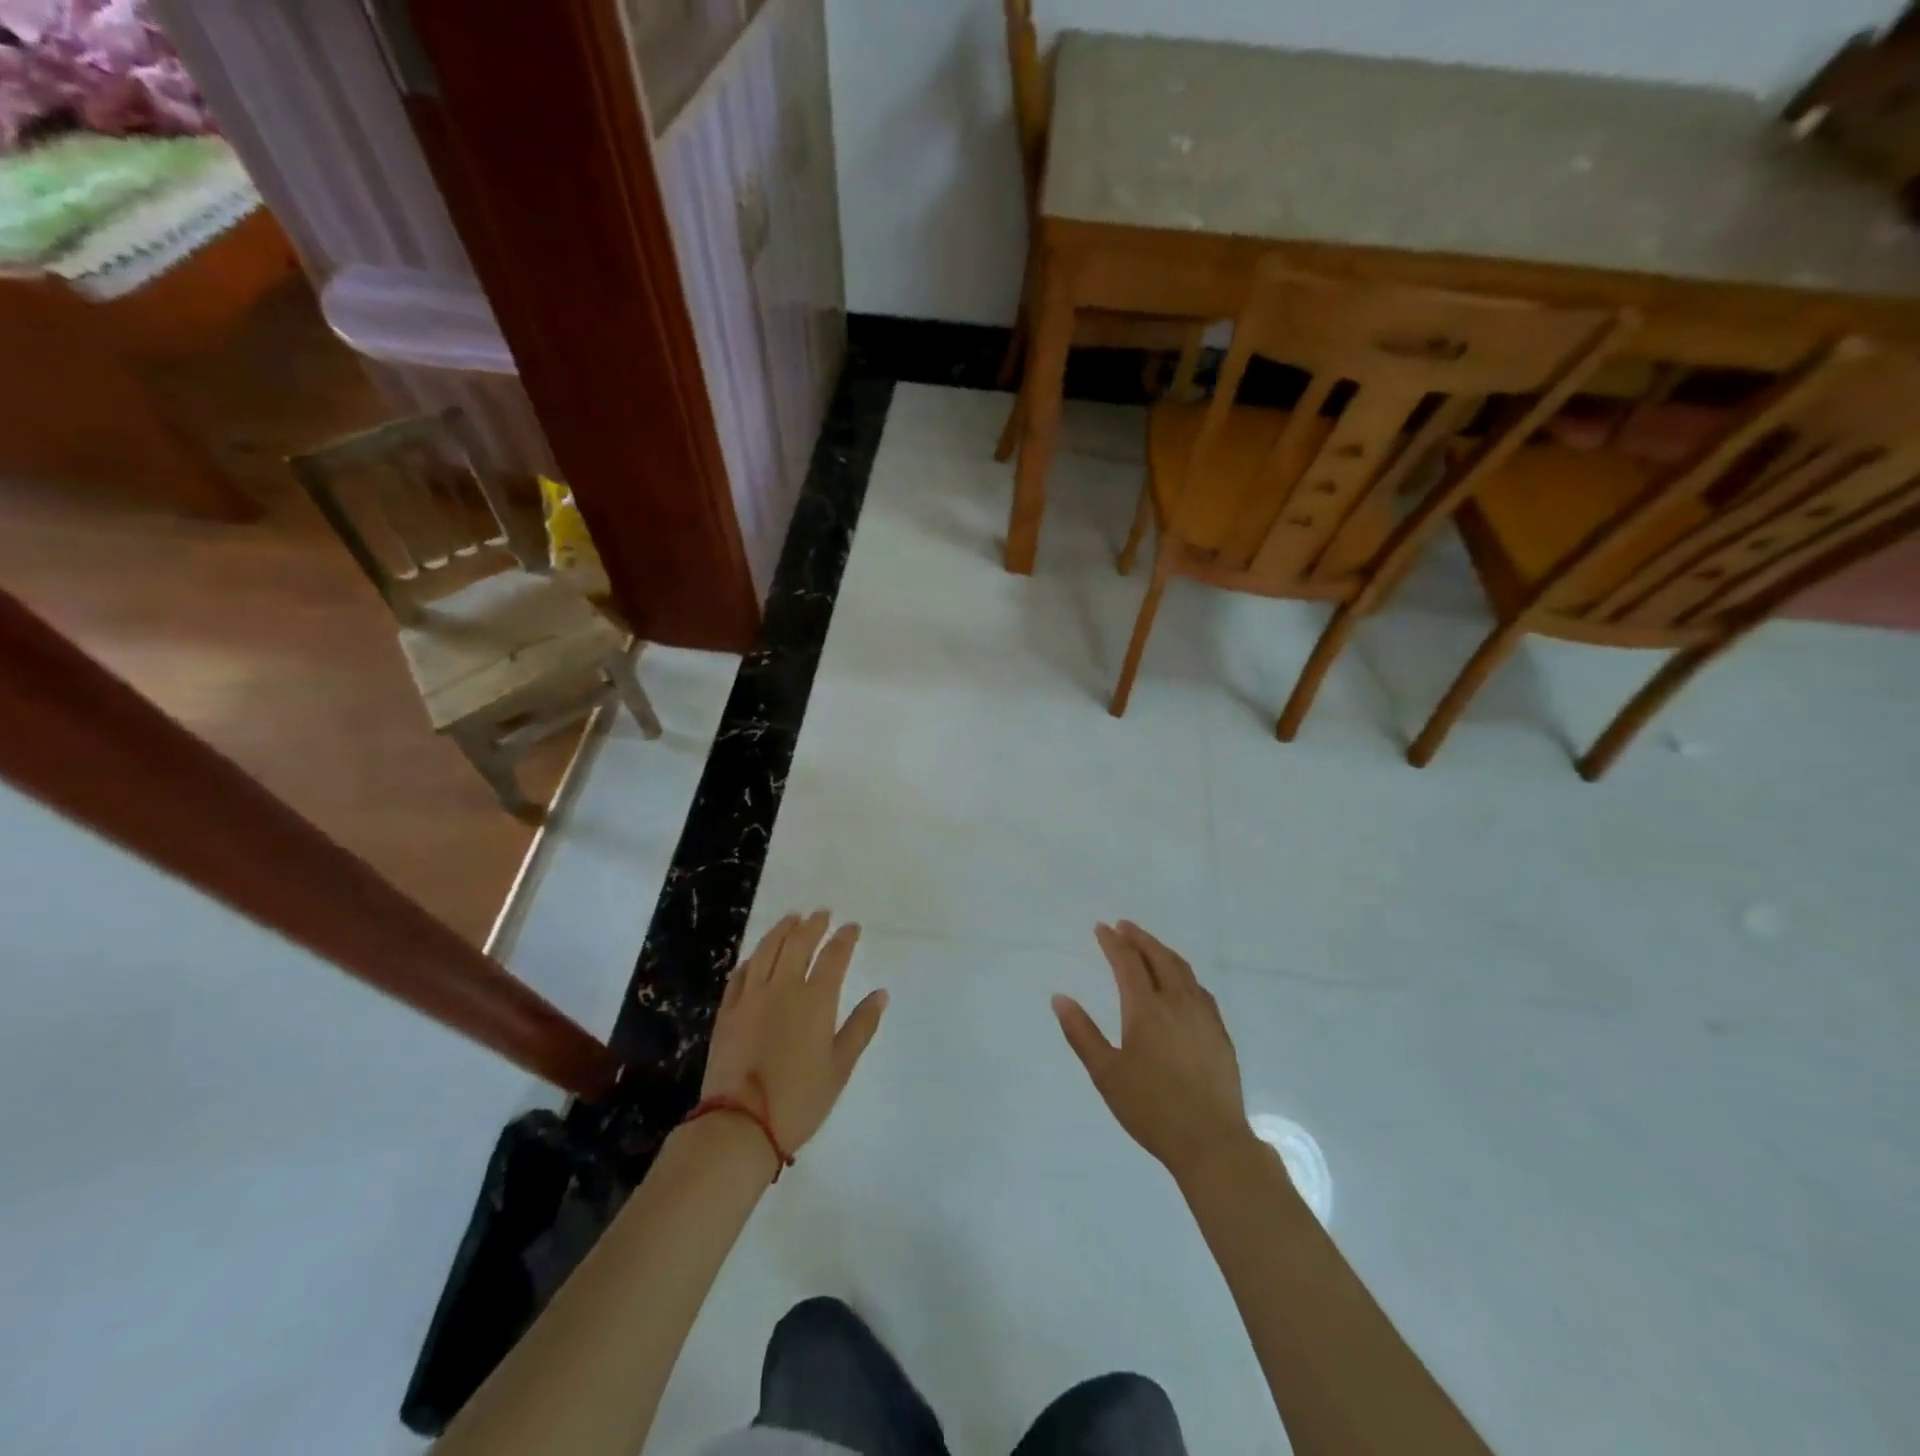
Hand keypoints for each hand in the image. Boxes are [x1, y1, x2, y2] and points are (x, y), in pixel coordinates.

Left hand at [700, 911, 887, 1154]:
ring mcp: (751, 997)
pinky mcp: (727, 1012)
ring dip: (781, 930)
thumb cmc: (799, 1100)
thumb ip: (861, 1026)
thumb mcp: (840, 1067)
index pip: (834, 957)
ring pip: (766, 951)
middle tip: (822, 913)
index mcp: (815, 1001)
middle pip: (798, 944)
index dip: (845, 938)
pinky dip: (752, 958)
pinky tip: (757, 956)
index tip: (852, 927)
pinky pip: (740, 974)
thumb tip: (881, 994)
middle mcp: (783, 988)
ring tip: (791, 918)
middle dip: (813, 925)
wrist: (740, 1125)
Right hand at [1054, 921, 1254, 1181]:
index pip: (1127, 962)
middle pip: (1159, 957)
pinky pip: (1199, 989)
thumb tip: (1059, 998)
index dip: (1113, 942)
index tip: (1101, 928)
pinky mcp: (1220, 1033)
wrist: (1211, 1141)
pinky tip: (1182, 984)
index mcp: (1146, 1009)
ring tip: (1149, 946)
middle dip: (1139, 938)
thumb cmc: (1151, 1108)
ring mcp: (1203, 1016)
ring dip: (1163, 951)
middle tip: (1124, 926)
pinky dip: (1184, 974)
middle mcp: (1177, 1002)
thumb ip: (1081, 1033)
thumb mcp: (1106, 1073)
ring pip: (1183, 970)